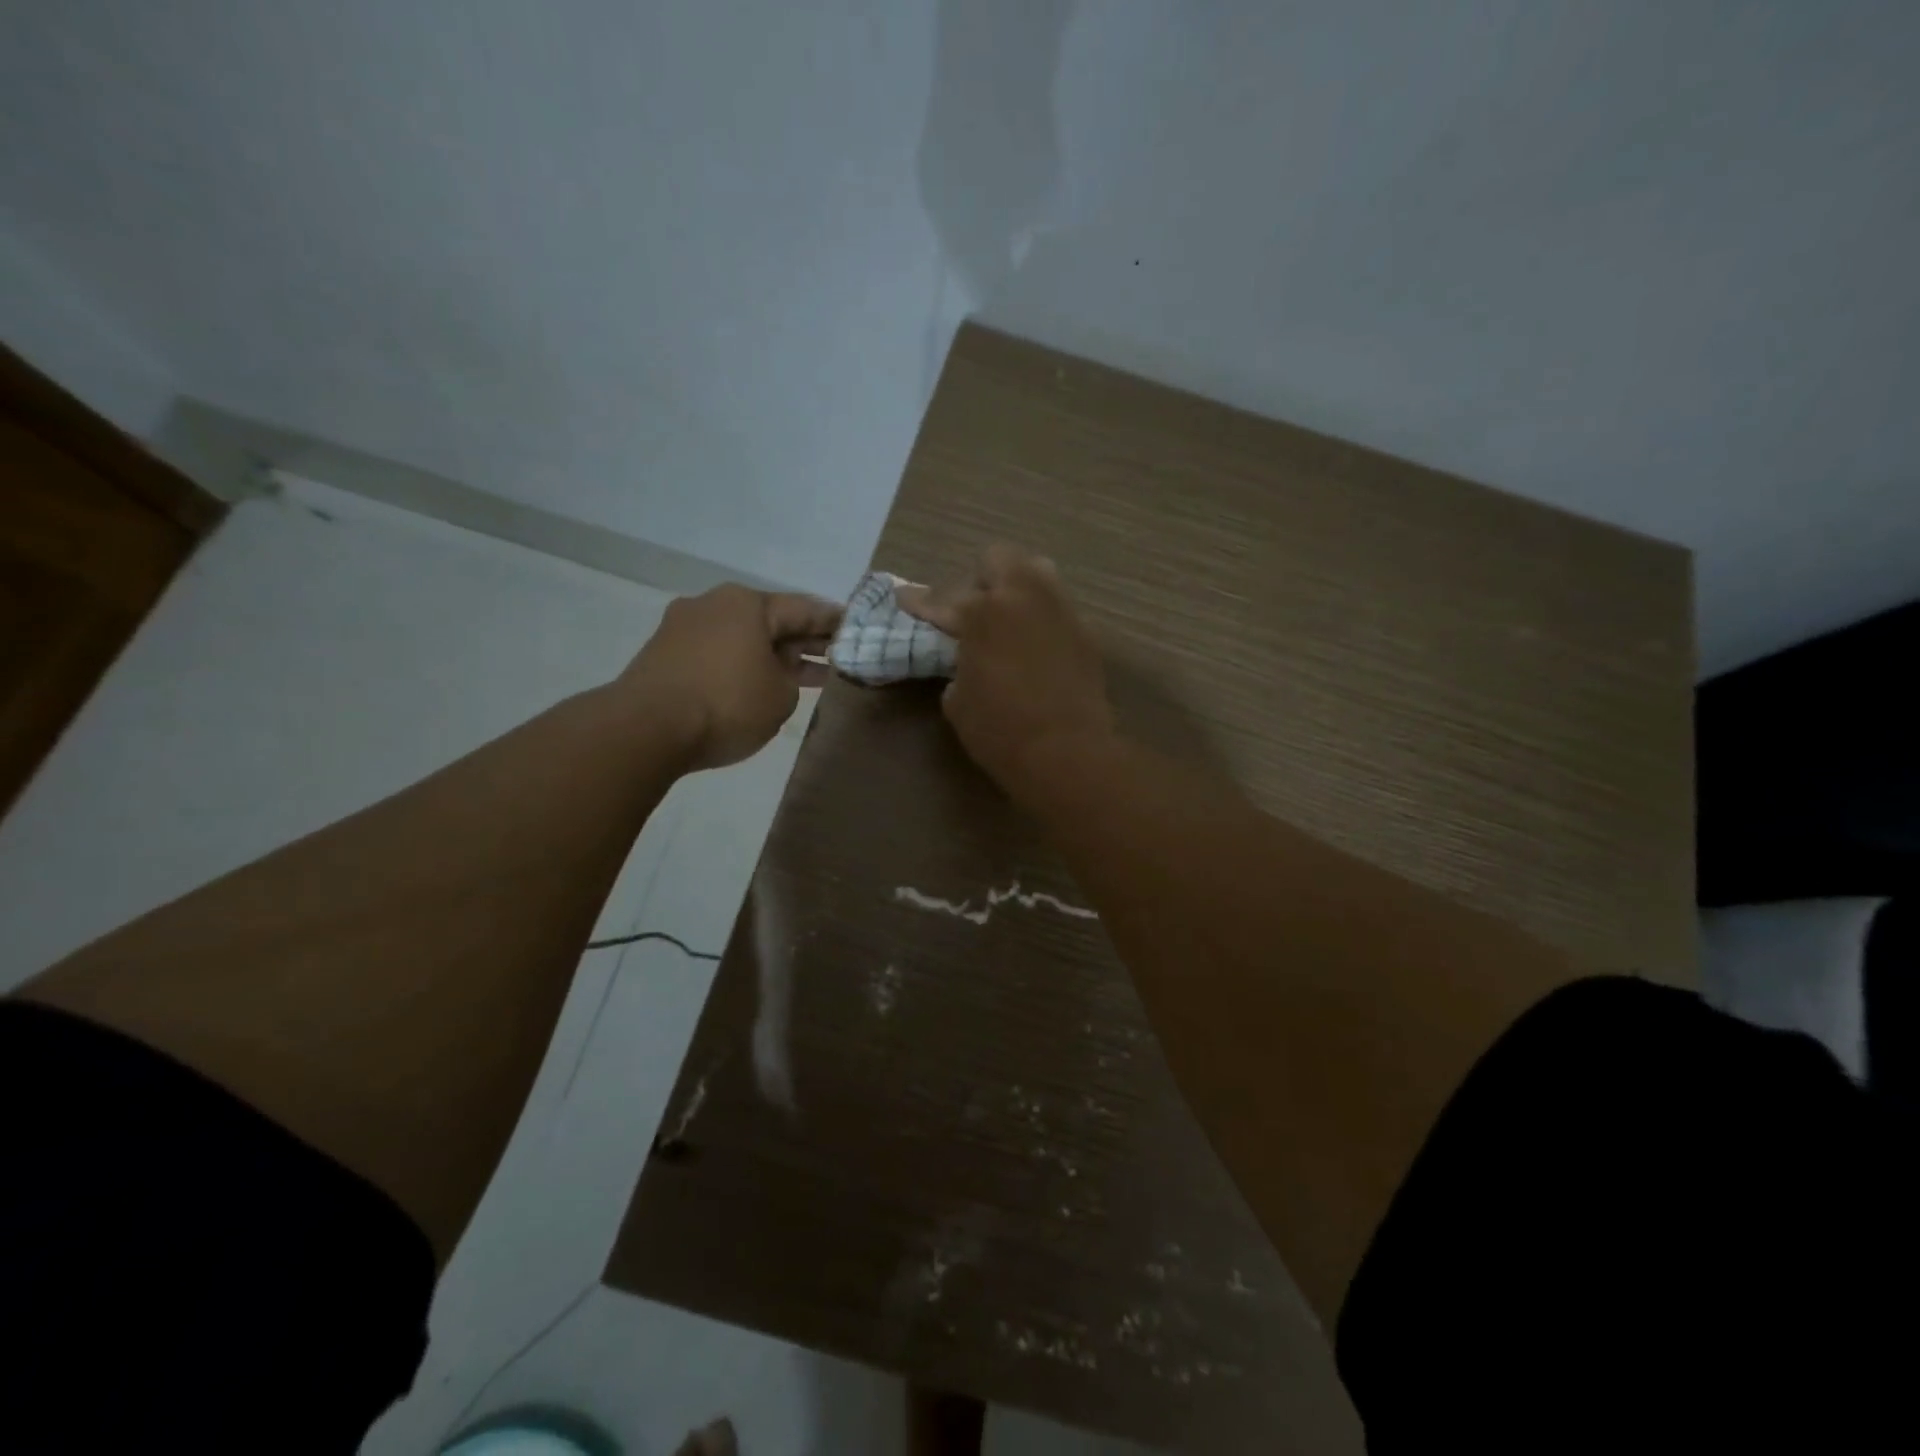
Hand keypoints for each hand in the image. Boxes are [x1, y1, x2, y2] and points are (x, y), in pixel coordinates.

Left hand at [622, 584, 841, 770]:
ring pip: (742, 637)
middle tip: (833, 655)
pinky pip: (717, 653)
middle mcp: (714, 604)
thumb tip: (776, 671)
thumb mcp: (781, 697)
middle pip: (770, 621)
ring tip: (801, 675)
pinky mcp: (664, 654)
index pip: (804, 609)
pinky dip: (742, 664)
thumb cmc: (727, 704)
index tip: (855, 627)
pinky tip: (757, 683)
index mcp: (748, 604)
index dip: (833, 622)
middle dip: (802, 640)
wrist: (645, 729)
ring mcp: (684, 627)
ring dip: (772, 655)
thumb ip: (791, 678)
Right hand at [899, 544, 1113, 789]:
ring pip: (1037, 573)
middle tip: (971, 611)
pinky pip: (1057, 609)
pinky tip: (1035, 647)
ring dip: (1017, 589)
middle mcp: (1022, 598)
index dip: (918, 601)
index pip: (940, 599)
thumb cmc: (1000, 731)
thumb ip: (957, 669)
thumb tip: (967, 665)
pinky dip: (1041, 619)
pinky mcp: (1085, 632)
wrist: (1067, 752)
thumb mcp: (958, 702)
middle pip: (998, 560)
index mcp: (982, 613)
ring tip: (1008, 619)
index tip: (905, 598)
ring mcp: (1059, 610)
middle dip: (980, 580)